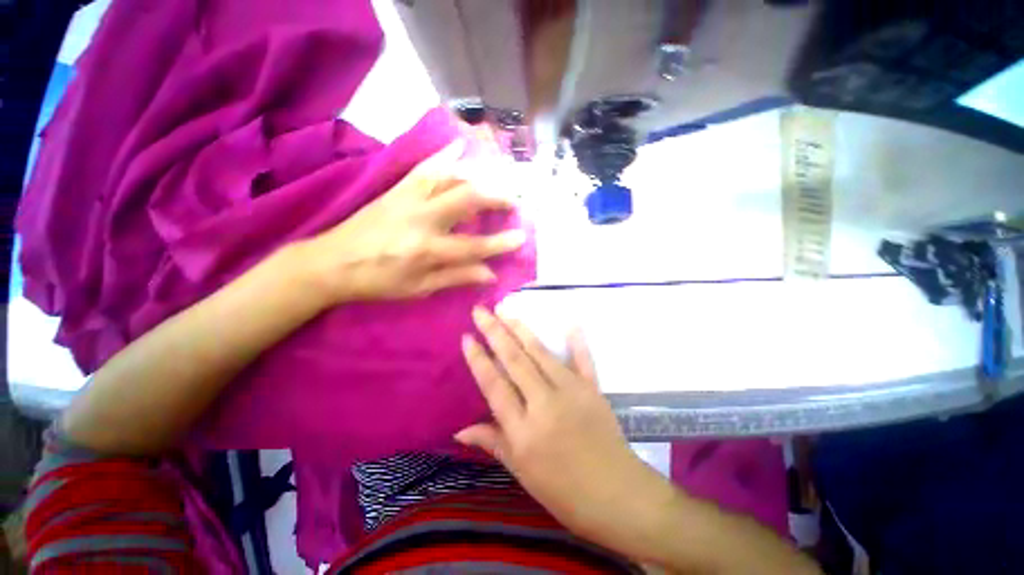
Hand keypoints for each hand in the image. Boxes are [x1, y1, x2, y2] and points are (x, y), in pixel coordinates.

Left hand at [299, 143, 525, 303]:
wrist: (331, 262)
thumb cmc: (377, 281)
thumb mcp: (419, 288)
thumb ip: (456, 277)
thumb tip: (489, 273)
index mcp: (426, 250)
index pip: (474, 247)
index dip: (500, 243)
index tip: (522, 237)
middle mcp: (421, 219)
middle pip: (466, 200)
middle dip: (496, 197)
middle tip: (515, 199)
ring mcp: (408, 198)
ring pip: (449, 177)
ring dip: (477, 174)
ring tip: (496, 177)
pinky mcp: (397, 188)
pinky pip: (425, 167)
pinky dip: (445, 155)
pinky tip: (460, 146)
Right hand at [457, 308, 668, 546]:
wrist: (618, 497)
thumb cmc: (564, 492)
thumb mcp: (522, 473)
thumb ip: (493, 443)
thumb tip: (459, 430)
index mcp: (524, 431)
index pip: (494, 385)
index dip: (478, 359)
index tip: (466, 337)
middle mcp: (545, 404)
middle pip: (515, 360)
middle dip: (495, 332)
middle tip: (481, 311)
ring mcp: (572, 392)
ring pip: (541, 353)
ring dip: (521, 329)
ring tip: (505, 311)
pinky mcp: (593, 389)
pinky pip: (583, 360)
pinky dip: (577, 341)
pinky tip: (570, 322)